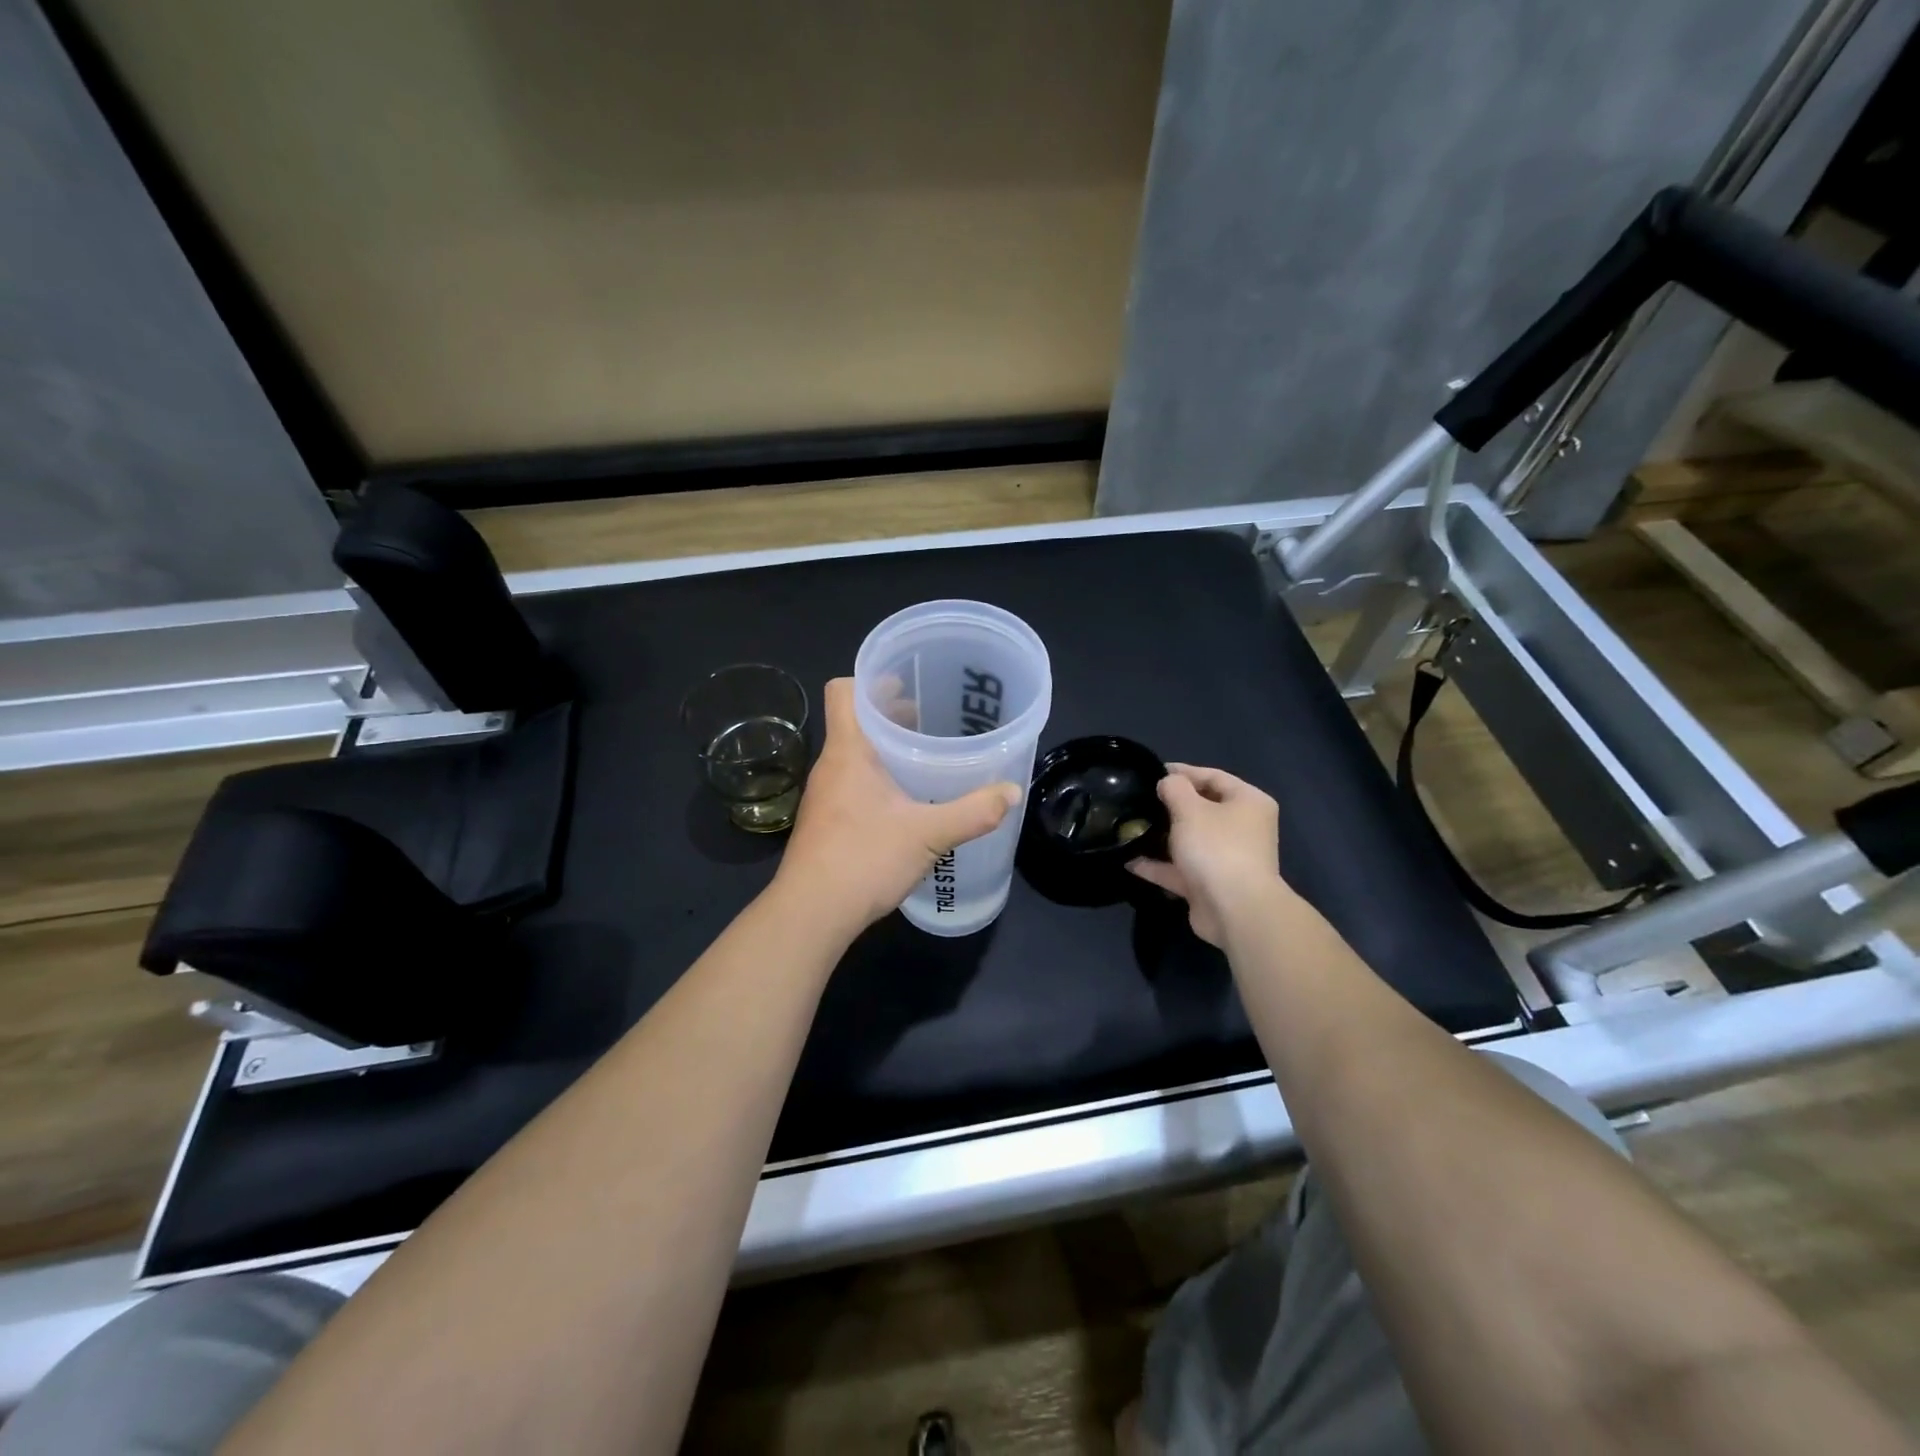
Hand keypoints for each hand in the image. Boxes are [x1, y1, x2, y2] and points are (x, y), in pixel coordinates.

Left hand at [775, 678, 1020, 935]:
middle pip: (855, 721)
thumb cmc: (863, 859)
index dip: (870, 679)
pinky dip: (878, 778)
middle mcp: (831, 766)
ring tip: (924, 756)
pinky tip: (905, 801)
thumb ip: (972, 812)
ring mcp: (825, 795)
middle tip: (930, 717)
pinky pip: (853, 782)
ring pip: (855, 754)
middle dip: (890, 714)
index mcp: (848, 751)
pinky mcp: (827, 821)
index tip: (906, 683)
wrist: (811, 913)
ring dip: (885, 748)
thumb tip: (1011, 792)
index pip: (844, 691)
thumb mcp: (927, 834)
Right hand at [1128, 764, 1284, 945]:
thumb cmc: (1216, 847)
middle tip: (1140, 800)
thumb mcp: (1190, 809)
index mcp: (1248, 803)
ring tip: (1131, 828)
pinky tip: (1130, 861)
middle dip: (1170, 806)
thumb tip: (1167, 783)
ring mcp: (1227, 858)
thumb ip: (1174, 789)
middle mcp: (1242, 828)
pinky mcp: (1210, 885)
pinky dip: (1158, 866)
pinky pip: (1181, 869)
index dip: (1183, 772)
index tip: (1152, 772)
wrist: (1235, 910)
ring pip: (1190, 841)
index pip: (1214, 776)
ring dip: (1162, 837)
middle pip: (1202, 809)